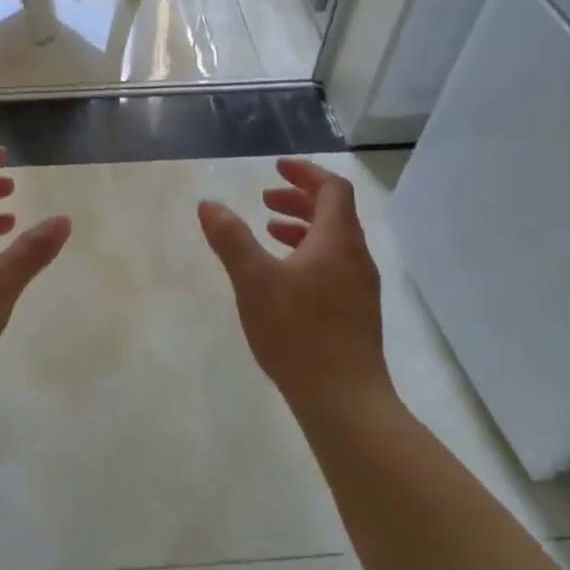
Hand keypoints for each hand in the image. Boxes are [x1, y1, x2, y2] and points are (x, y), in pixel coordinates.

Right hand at [197, 158, 394, 417]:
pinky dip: (309, 255)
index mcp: (338, 241)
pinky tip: (284, 279)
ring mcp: (360, 289)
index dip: (305, 172)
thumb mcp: (253, 280)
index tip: (277, 168)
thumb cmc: (299, 333)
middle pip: (334, 213)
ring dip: (303, 228)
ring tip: (270, 232)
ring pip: (334, 242)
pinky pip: (334, 266)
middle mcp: (356, 258)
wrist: (345, 402)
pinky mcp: (356, 315)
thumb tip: (209, 204)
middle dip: (299, 199)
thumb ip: (230, 238)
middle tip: (266, 199)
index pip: (332, 189)